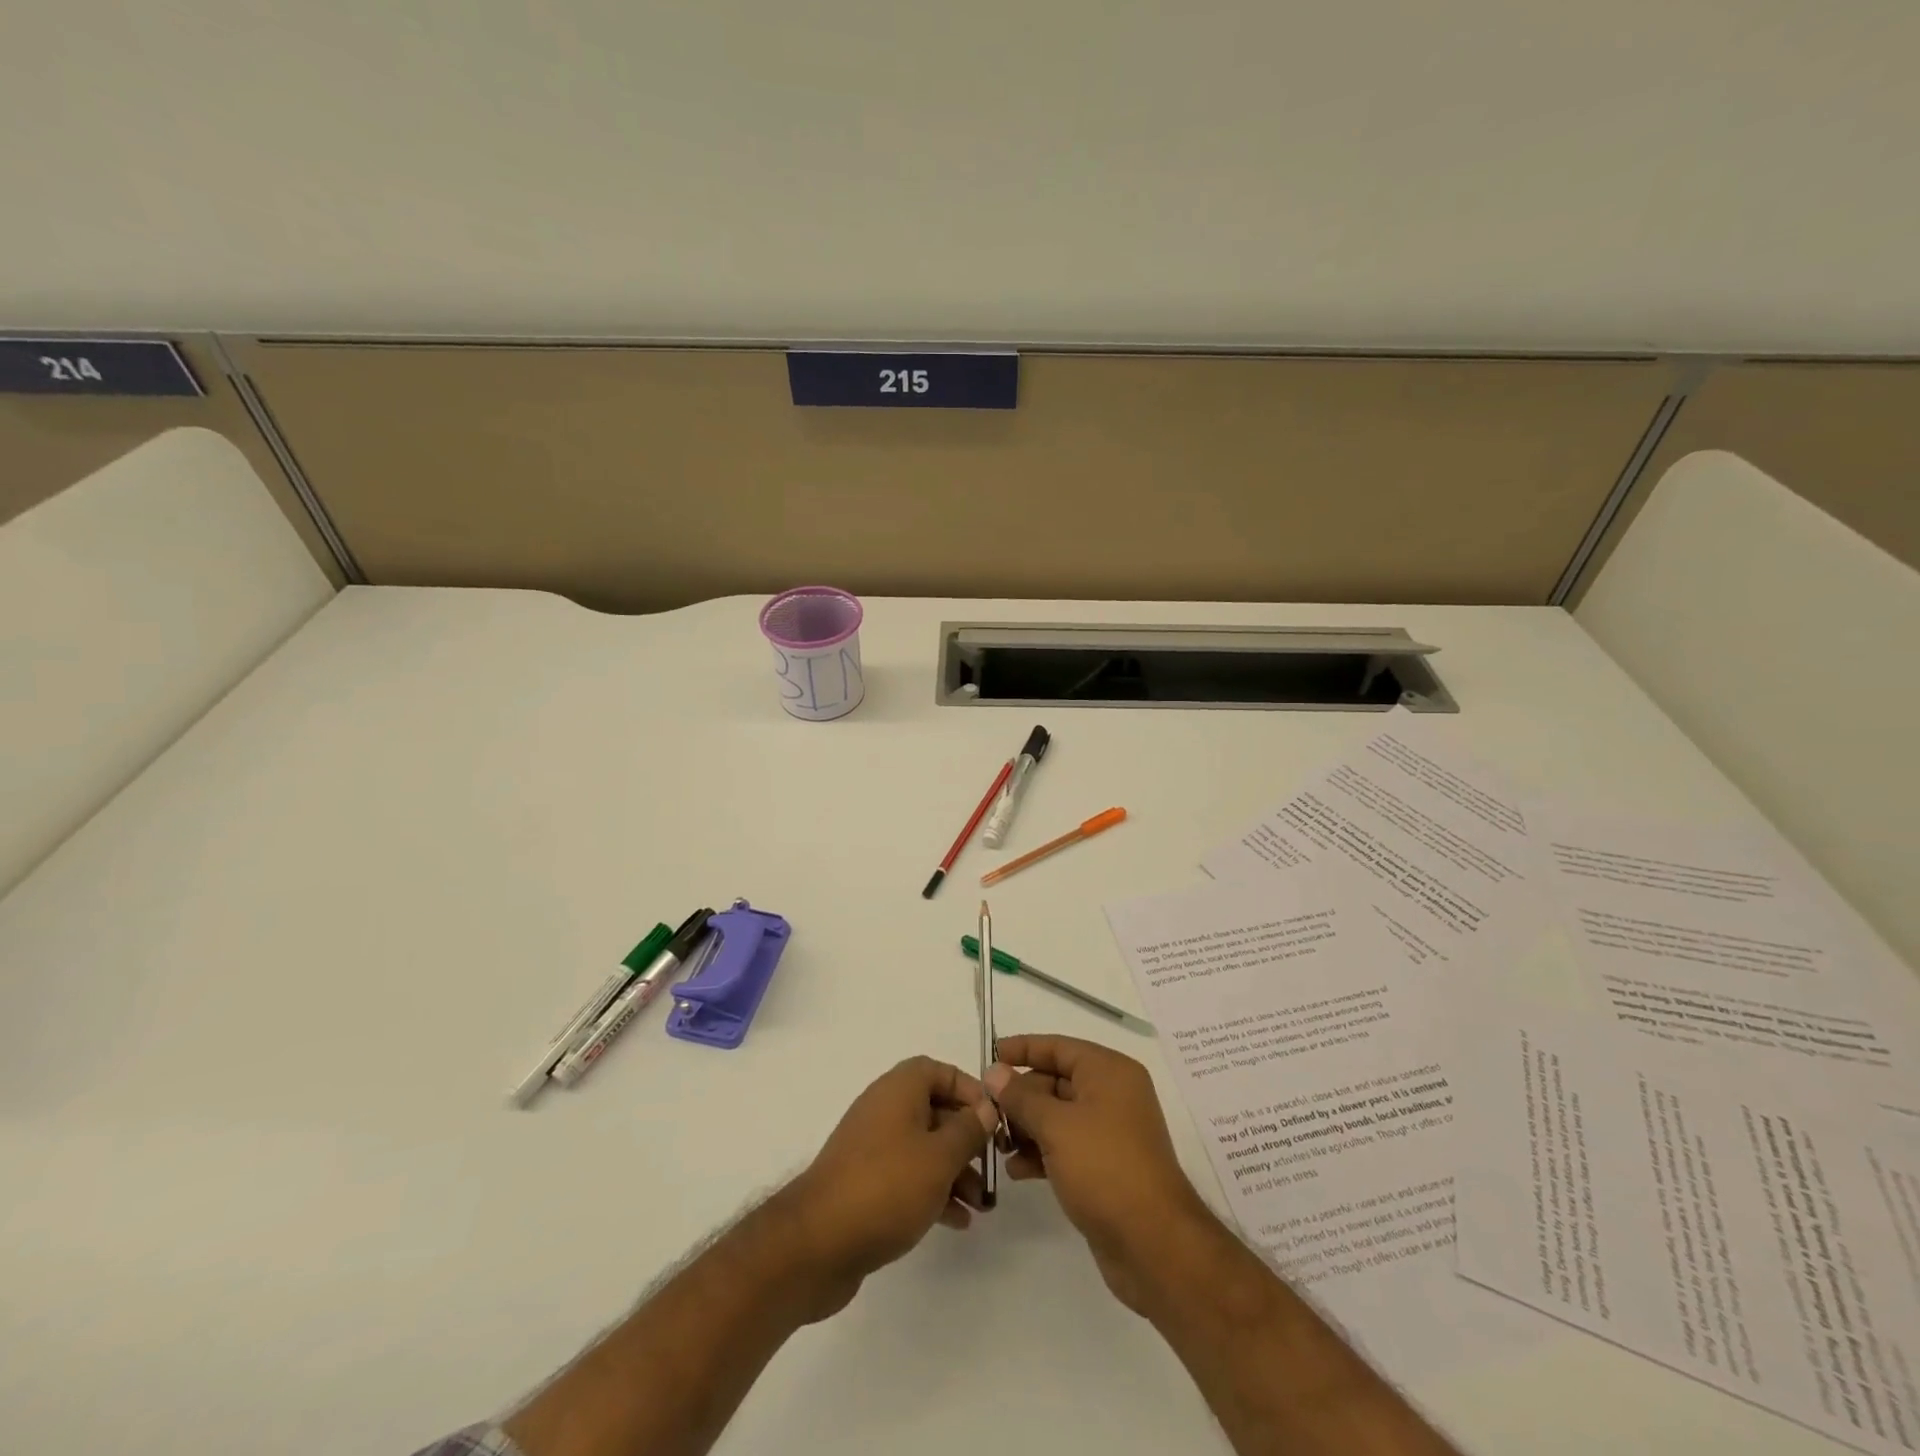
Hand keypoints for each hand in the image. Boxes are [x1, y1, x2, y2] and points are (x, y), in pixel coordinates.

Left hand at [778, 1056, 997, 1319]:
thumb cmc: (886, 1187)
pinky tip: (957, 1221)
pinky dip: (933, 1191)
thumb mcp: (939, 1157)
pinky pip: (908, 1176)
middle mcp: (884, 1109)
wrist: (816, 1243)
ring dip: (955, 1171)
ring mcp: (872, 1147)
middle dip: (967, 1139)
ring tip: (982, 1206)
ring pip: (924, 1147)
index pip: (939, 1071)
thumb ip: (968, 1130)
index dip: (969, 1090)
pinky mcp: (865, 1183)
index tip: (993, 1120)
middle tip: (993, 1169)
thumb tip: (986, 1108)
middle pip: (935, 1111)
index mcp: (899, 1090)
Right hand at [986, 1034, 1211, 1313]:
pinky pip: (1065, 1146)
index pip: (1058, 1047)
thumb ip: (1020, 1097)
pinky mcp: (1105, 1166)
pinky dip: (1041, 1152)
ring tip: (998, 1145)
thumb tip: (994, 1071)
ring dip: (1026, 1127)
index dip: (1023, 1048)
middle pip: (1055, 1081)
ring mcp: (1110, 1132)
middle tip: (988, 1113)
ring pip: (1058, 1116)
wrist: (1153, 1244)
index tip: (989, 1055)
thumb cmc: (1104, 1168)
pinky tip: (1016, 1170)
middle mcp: (1112, 1094)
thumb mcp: (1056, 1126)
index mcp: (1109, 1072)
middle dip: (1021, 1096)